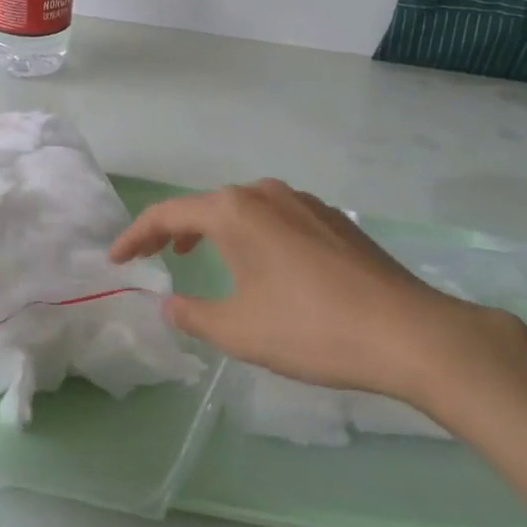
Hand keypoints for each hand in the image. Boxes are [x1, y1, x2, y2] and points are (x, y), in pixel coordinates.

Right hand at [109, 179, 526, 409]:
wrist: (409, 333)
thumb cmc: (311, 329)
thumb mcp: (239, 331)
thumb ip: (194, 314)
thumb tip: (171, 303)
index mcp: (234, 211)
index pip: (168, 215)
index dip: (136, 235)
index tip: (117, 259)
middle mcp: (266, 193)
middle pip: (207, 205)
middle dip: (175, 229)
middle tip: (156, 254)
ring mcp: (305, 202)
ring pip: (244, 209)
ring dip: (215, 229)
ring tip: (202, 255)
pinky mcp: (334, 220)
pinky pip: (277, 218)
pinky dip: (252, 234)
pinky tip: (264, 264)